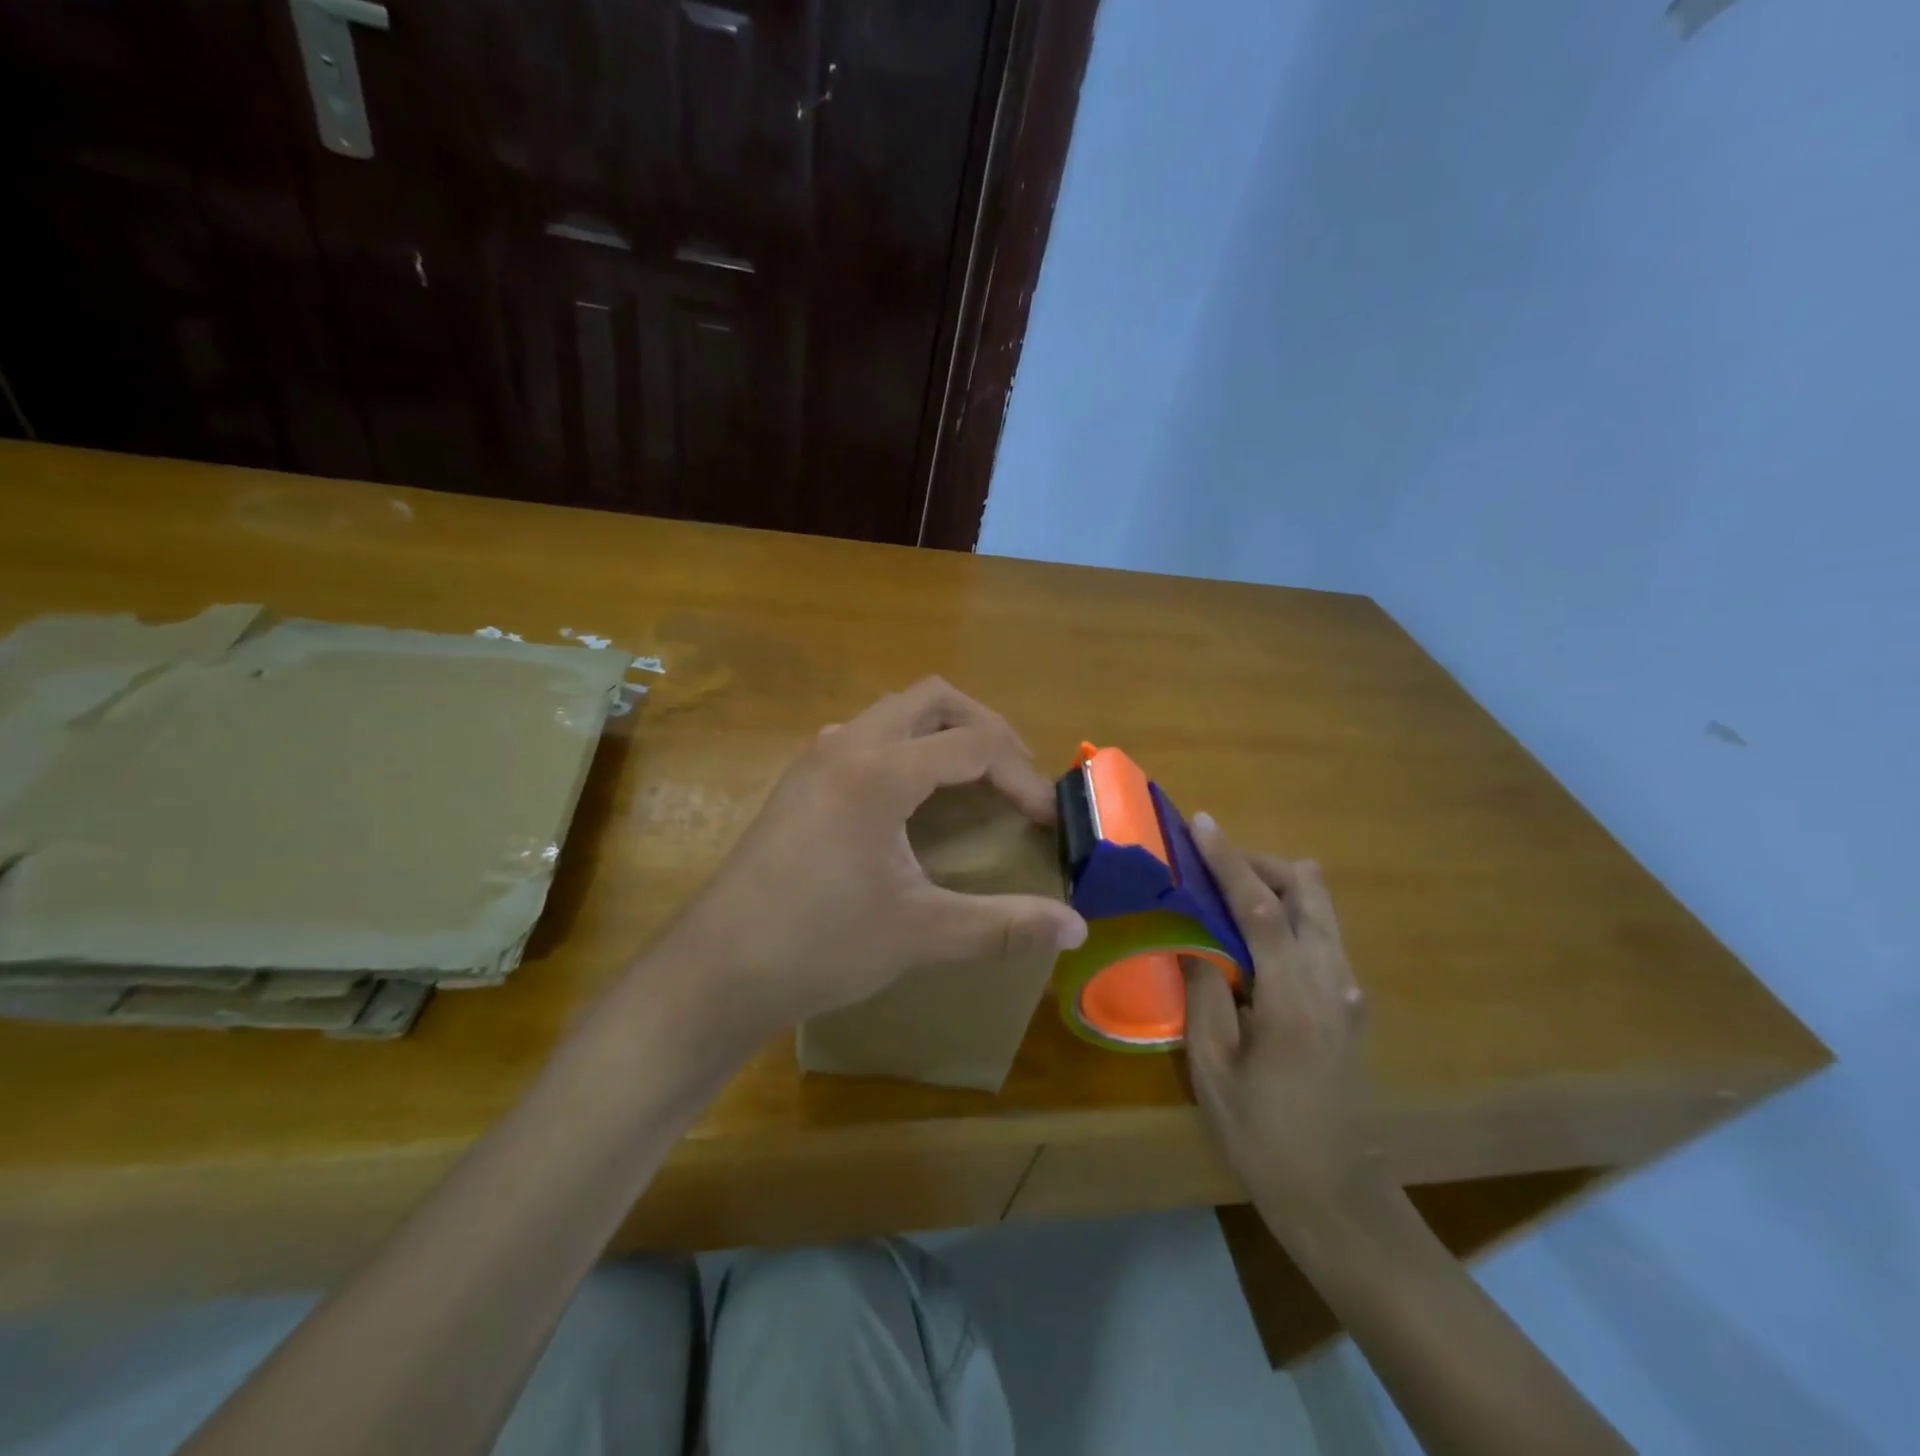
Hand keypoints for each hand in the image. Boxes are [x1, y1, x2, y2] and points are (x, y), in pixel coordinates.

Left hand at [659, 678, 1088, 1039]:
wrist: (716, 970)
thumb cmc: (820, 945)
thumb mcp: (921, 933)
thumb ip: (1004, 925)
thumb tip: (1076, 930)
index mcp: (880, 772)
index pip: (974, 745)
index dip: (1022, 777)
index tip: (1045, 821)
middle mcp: (847, 746)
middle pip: (933, 698)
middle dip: (985, 727)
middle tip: (1015, 777)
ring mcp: (816, 758)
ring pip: (893, 711)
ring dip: (941, 731)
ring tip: (972, 780)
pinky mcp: (799, 781)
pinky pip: (865, 735)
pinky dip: (905, 746)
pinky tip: (911, 798)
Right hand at [1181, 816, 1382, 1239]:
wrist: (1333, 1193)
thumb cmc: (1261, 1133)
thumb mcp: (1212, 1066)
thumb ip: (1206, 992)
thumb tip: (1194, 940)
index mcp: (1295, 997)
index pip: (1261, 908)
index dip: (1229, 861)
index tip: (1202, 823)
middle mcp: (1334, 981)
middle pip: (1308, 893)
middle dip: (1262, 865)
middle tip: (1212, 864)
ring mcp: (1349, 992)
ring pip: (1321, 911)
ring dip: (1277, 888)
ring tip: (1226, 894)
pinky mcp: (1350, 1004)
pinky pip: (1321, 937)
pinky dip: (1288, 917)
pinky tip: (1252, 939)